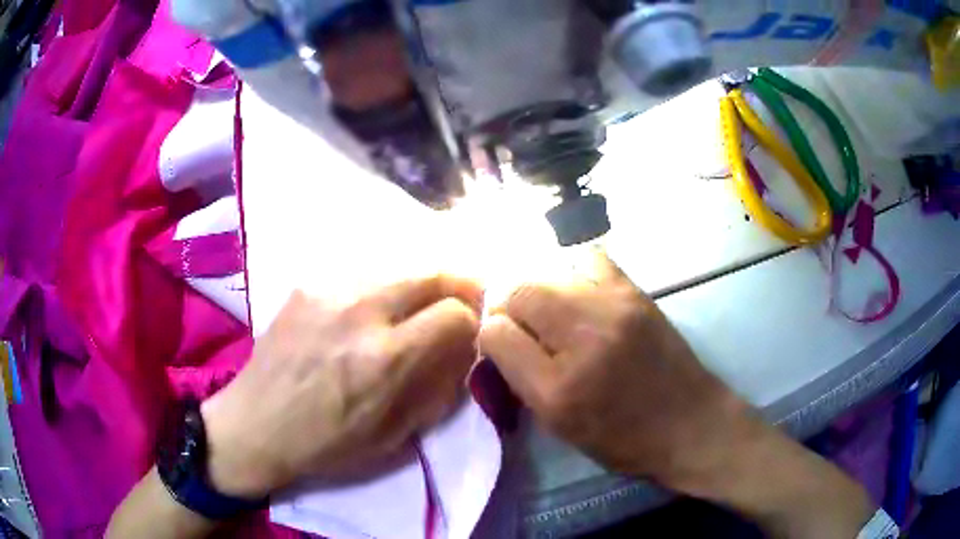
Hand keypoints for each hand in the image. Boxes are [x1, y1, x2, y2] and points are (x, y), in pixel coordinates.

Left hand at [200, 275, 482, 498]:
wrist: (255, 424)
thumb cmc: (326, 444)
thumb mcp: (393, 437)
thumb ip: (437, 389)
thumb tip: (465, 351)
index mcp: (384, 359)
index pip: (455, 312)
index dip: (474, 320)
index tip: (473, 331)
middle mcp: (359, 311)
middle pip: (432, 271)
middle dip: (460, 284)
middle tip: (463, 301)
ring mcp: (329, 290)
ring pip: (399, 265)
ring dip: (420, 283)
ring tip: (417, 306)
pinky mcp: (307, 284)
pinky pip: (363, 273)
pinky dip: (383, 286)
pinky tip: (371, 310)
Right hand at [478, 250, 744, 487]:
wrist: (690, 422)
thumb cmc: (624, 439)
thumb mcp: (561, 428)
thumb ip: (522, 381)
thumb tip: (500, 337)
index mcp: (557, 390)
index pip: (497, 335)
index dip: (491, 336)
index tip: (501, 342)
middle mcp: (582, 342)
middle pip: (518, 292)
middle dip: (508, 305)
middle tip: (520, 322)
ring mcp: (612, 309)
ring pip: (548, 272)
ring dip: (537, 289)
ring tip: (548, 308)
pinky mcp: (635, 292)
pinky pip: (588, 258)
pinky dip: (573, 270)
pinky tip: (577, 288)